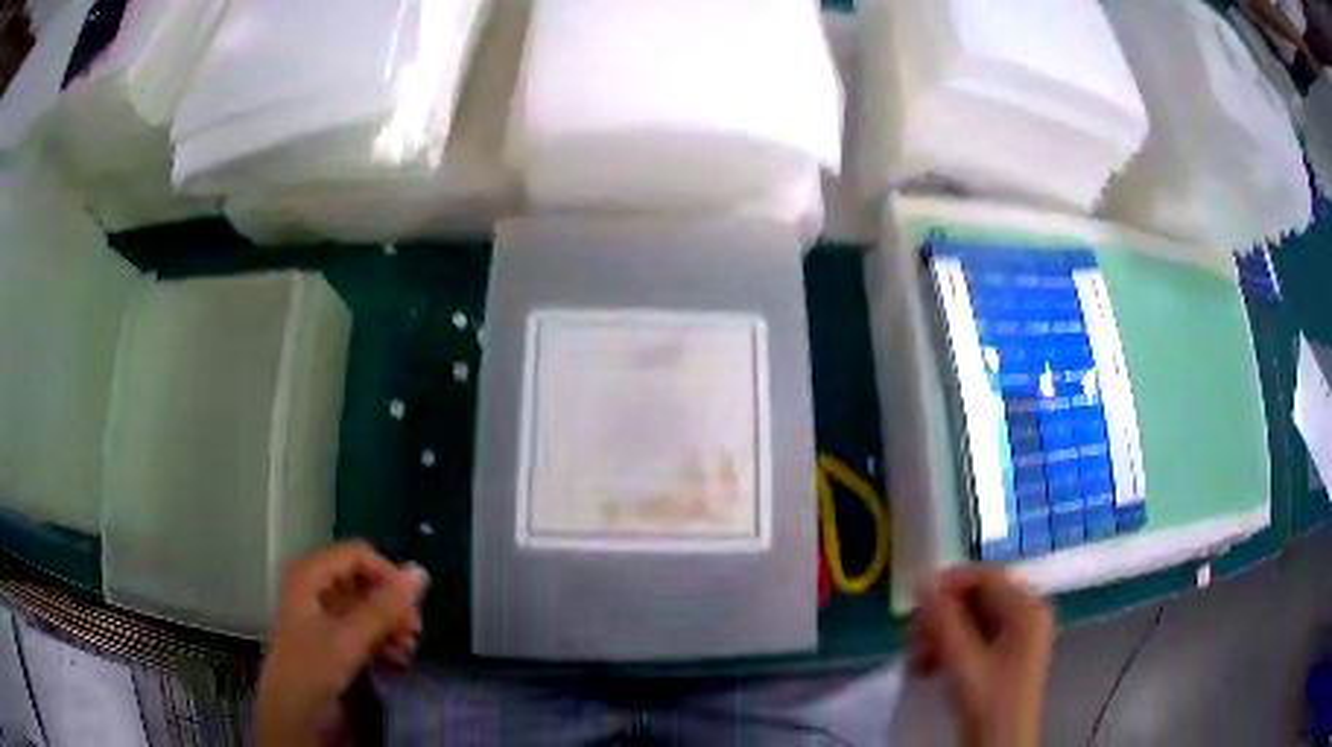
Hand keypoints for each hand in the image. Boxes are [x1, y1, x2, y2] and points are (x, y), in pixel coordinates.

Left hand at [258, 541, 428, 745]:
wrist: (291, 713)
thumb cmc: (312, 669)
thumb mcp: (350, 639)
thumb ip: (384, 607)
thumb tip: (420, 572)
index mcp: (310, 573)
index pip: (358, 555)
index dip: (387, 576)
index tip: (411, 607)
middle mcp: (314, 584)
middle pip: (363, 580)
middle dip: (391, 605)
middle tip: (414, 632)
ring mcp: (321, 611)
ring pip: (365, 605)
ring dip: (390, 625)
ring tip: (408, 650)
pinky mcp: (329, 635)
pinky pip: (361, 625)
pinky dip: (381, 639)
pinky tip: (397, 658)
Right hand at [912, 566, 1053, 746]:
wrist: (1001, 744)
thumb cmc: (989, 701)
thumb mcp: (963, 661)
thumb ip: (944, 620)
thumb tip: (923, 582)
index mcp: (1027, 608)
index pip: (987, 576)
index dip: (951, 582)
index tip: (915, 598)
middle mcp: (1026, 615)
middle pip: (977, 599)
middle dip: (941, 617)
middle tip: (912, 636)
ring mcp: (1016, 638)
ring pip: (971, 622)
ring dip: (940, 636)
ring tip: (916, 659)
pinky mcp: (1004, 657)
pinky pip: (973, 641)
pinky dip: (949, 650)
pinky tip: (927, 668)